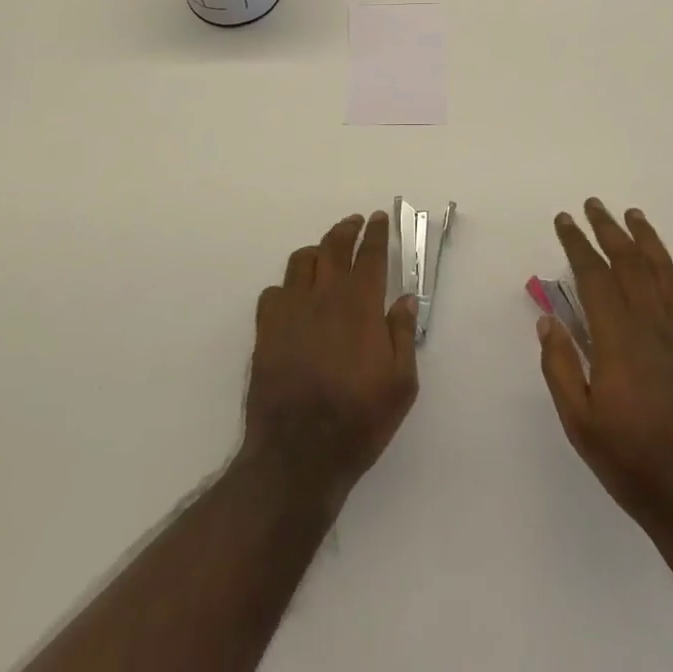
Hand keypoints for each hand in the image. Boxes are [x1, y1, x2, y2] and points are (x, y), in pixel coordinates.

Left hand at [242, 211, 418, 510]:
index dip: (376, 233)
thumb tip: (406, 299)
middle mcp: (325, 296)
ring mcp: (291, 311)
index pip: (370, 254)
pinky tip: (294, 297)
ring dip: (317, 250)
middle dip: (347, 229)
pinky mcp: (266, 330)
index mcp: (361, 305)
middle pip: (334, 246)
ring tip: (325, 254)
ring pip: (301, 261)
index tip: (379, 218)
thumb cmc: (358, 420)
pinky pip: (274, 291)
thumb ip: (404, 335)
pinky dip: (287, 286)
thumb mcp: (400, 384)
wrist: (298, 454)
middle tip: (356, 222)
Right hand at [537, 198, 672, 546]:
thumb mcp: (581, 425)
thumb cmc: (635, 464)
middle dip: (608, 229)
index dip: (577, 244)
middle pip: (629, 263)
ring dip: (647, 240)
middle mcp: (654, 326)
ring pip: (666, 272)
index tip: (564, 220)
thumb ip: (561, 368)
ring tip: (632, 216)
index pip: (593, 276)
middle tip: (593, 205)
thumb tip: (548, 321)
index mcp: (618, 340)